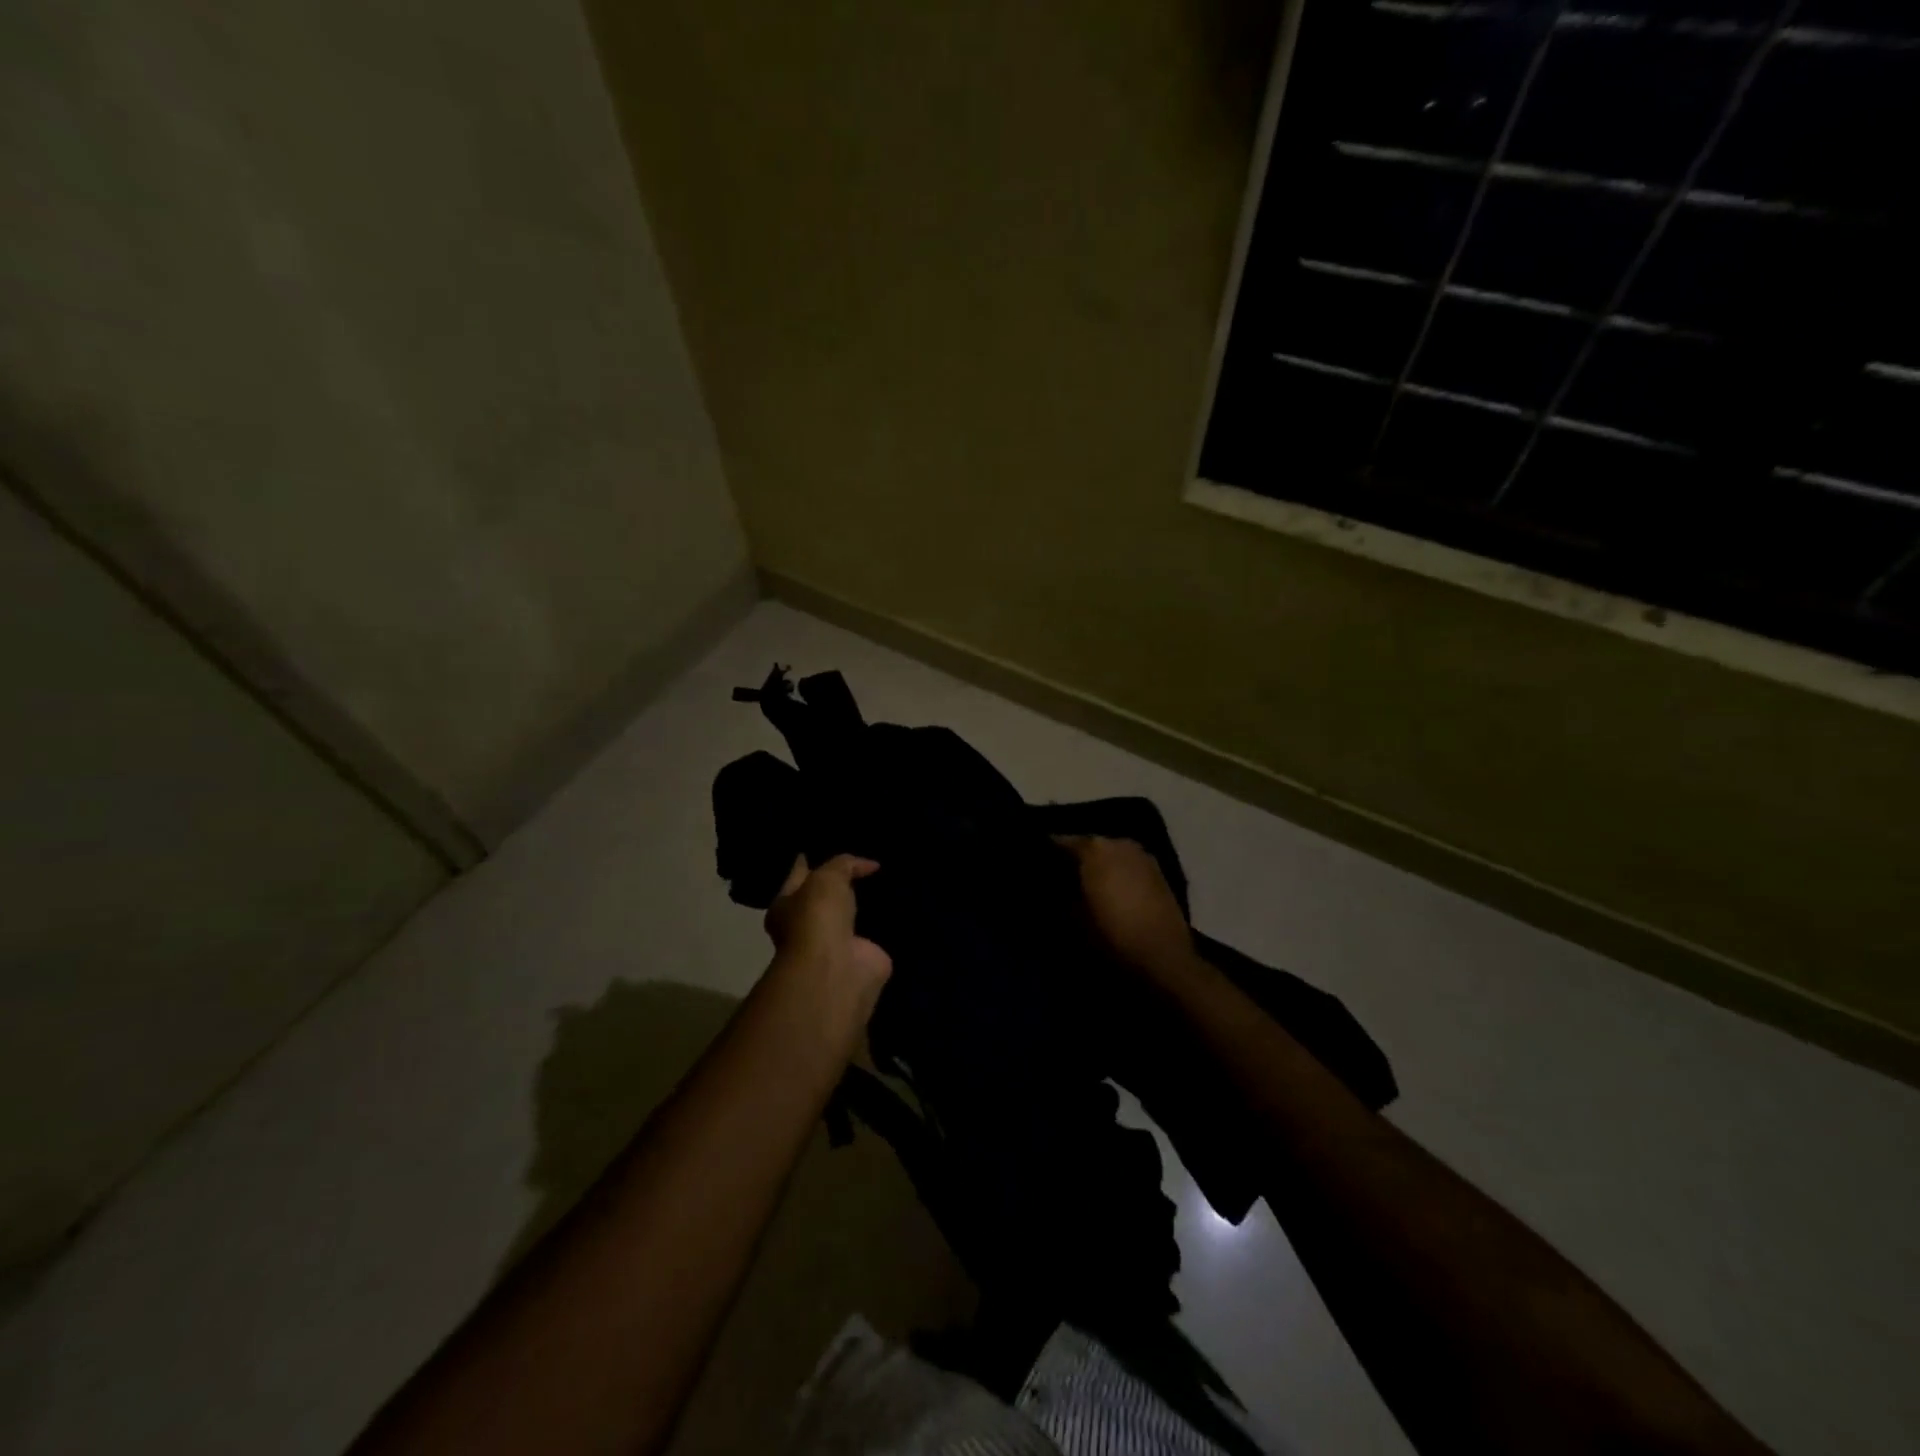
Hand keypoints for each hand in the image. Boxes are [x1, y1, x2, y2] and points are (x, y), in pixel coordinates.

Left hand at [763, 854, 891, 1021]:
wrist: (837, 969)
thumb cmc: (818, 918)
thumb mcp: (827, 877)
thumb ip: (844, 864)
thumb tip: (868, 864)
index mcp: (786, 906)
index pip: (799, 876)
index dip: (810, 861)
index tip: (825, 847)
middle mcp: (808, 926)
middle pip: (826, 898)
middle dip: (841, 884)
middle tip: (864, 862)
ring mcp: (836, 944)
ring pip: (852, 916)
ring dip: (866, 905)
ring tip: (888, 881)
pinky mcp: (863, 957)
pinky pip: (877, 933)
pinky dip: (888, 923)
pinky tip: (901, 907)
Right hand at [1054, 835, 1195, 979]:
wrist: (1163, 955)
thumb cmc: (1111, 934)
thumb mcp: (1074, 917)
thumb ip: (1064, 893)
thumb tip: (1057, 883)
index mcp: (1094, 849)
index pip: (1062, 841)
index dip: (1049, 851)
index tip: (1037, 862)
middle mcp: (1118, 843)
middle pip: (1090, 844)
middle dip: (1076, 856)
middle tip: (1062, 874)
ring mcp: (1141, 855)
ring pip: (1111, 852)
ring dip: (1099, 863)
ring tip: (1087, 882)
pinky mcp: (1158, 871)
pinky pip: (1128, 864)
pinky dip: (1118, 871)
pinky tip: (1112, 888)